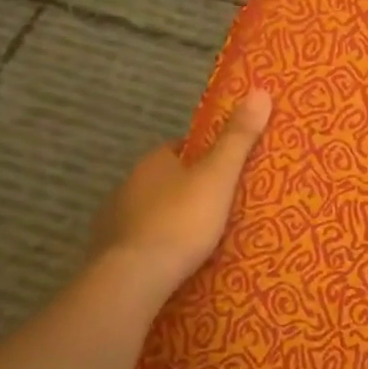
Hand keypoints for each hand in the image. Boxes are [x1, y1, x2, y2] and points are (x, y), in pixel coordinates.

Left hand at [95, 88, 272, 298]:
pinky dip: (154, 247)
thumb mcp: (219, 177)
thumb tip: (259, 90)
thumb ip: (238, 138)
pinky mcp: (108, 254)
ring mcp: (113, 220)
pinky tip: (171, 263)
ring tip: (199, 240)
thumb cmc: (181, 221)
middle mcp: (128, 184)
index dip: (204, 156)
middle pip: (164, 180)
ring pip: (149, 211)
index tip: (226, 170)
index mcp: (154, 162)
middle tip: (220, 207)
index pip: (181, 148)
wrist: (133, 278)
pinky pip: (138, 242)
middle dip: (187, 190)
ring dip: (168, 219)